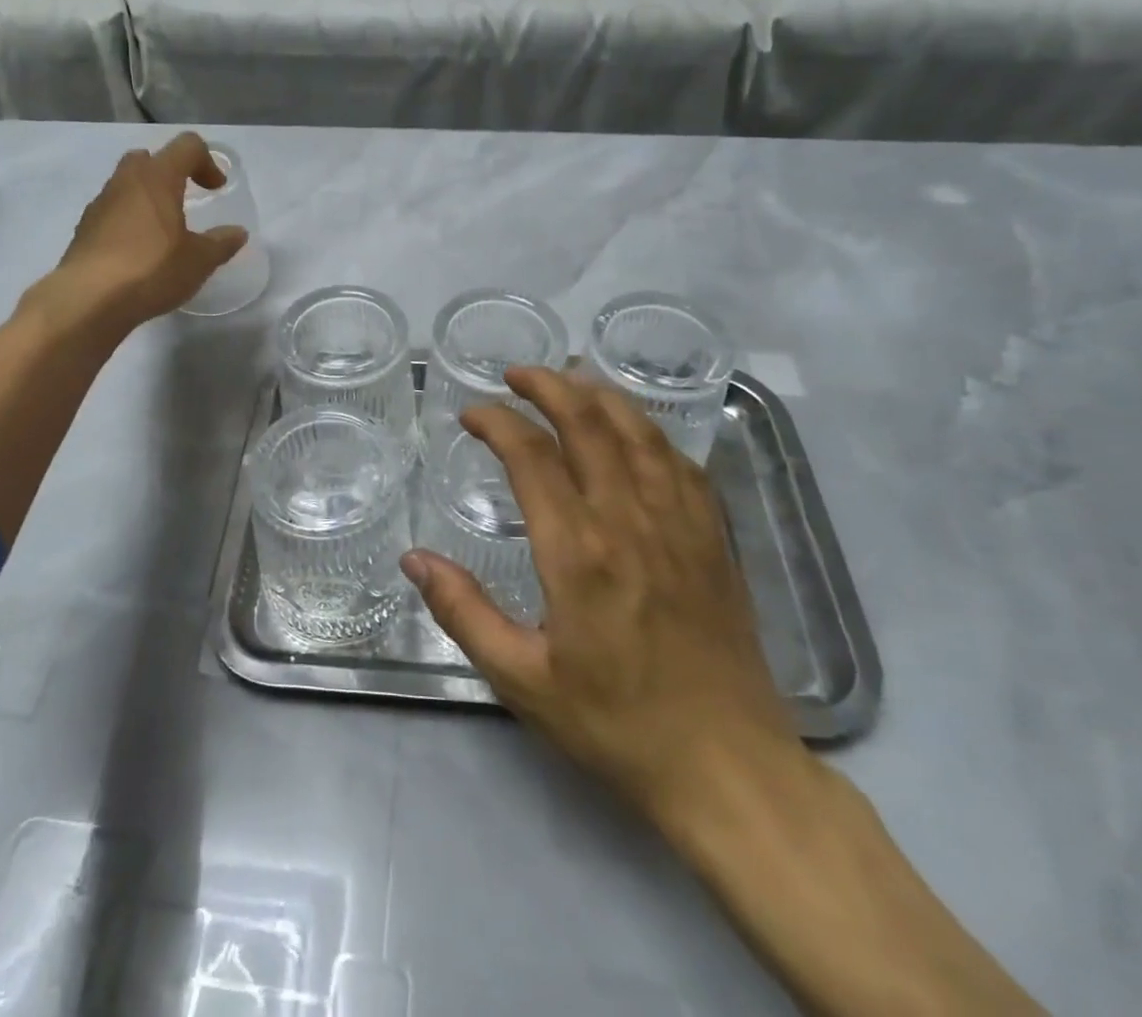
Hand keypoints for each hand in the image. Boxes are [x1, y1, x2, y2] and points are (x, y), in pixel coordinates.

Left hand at [52, 133, 248, 328]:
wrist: (88, 300)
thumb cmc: (151, 270)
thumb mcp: (199, 261)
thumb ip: (221, 243)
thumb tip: (237, 233)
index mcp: (157, 178)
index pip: (186, 146)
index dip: (207, 161)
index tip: (216, 190)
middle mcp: (125, 182)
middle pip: (148, 158)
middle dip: (170, 173)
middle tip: (184, 200)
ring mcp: (99, 204)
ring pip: (126, 184)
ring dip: (146, 198)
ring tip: (162, 231)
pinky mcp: (84, 229)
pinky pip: (111, 212)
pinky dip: (128, 221)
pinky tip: (138, 253)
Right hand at [401, 367, 808, 833]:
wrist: (727, 767)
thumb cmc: (616, 723)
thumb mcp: (522, 679)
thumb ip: (463, 612)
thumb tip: (414, 559)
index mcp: (578, 551)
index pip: (531, 455)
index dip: (497, 421)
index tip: (471, 413)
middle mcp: (630, 520)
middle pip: (588, 423)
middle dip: (548, 386)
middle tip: (516, 374)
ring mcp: (681, 523)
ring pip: (639, 431)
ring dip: (600, 395)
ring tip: (571, 379)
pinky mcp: (714, 538)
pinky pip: (680, 462)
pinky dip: (649, 431)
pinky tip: (635, 431)